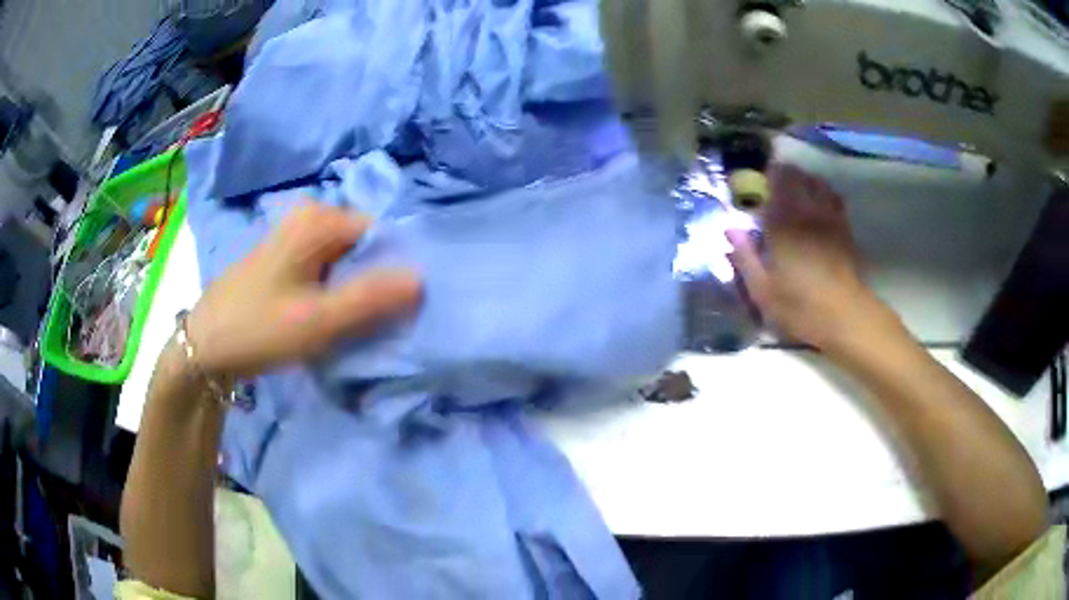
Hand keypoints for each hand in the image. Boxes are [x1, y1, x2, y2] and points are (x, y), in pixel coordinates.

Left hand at [186, 203, 421, 379]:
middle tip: (375, 319)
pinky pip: (326, 264)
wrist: (205, 345)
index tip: (395, 308)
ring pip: (345, 256)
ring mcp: (294, 233)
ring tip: (354, 320)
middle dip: (374, 278)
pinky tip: (329, 313)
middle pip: (363, 243)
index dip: (393, 268)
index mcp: (319, 218)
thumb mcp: (319, 320)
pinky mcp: (285, 253)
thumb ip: (371, 298)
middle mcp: (309, 214)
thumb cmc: (259, 329)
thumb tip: (422, 278)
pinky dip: (336, 287)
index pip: (380, 234)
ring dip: (355, 286)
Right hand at [727, 164, 893, 351]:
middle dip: (786, 172)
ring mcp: (829, 219)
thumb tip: (730, 228)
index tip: (760, 175)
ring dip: (806, 179)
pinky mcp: (844, 230)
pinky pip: (835, 199)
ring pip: (817, 184)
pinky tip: (821, 200)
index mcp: (782, 224)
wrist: (844, 316)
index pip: (774, 185)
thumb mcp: (762, 290)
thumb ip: (745, 256)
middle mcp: (806, 213)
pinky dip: (825, 193)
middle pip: (797, 179)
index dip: (768, 175)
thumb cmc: (799, 306)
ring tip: (798, 183)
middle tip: (776, 176)